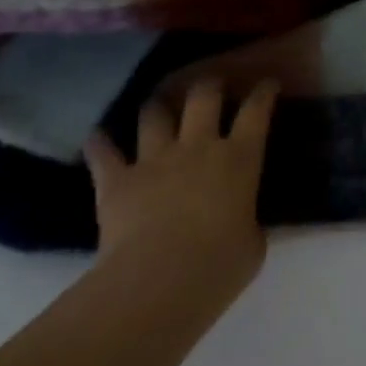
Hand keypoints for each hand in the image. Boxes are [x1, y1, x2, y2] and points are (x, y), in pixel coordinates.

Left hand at [83, 77, 277, 325]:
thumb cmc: (218, 265)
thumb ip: (248, 222)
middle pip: (203, 96)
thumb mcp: (253, 243)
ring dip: (157, 107)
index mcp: (239, 158)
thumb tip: (242, 223)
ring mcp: (155, 160)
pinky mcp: (118, 181)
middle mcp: (198, 146)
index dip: (263, 92)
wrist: (158, 282)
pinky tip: (97, 138)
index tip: (268, 83)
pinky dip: (100, 144)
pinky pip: (104, 153)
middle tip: (211, 86)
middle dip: (208, 85)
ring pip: (154, 115)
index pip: (256, 110)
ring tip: (158, 106)